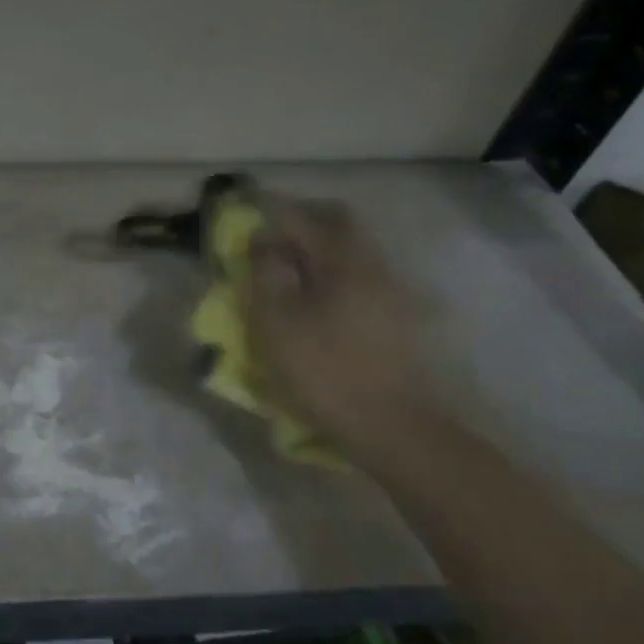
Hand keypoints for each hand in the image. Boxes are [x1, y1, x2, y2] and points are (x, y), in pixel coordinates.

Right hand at [240, 197, 431, 448]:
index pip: (300, 219)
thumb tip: (263, 243)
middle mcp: (373, 264)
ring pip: (351, 252)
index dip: (267, 217)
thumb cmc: (324, 371)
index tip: (244, 227)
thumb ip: (265, 274)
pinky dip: (334, 276)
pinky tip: (320, 302)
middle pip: (337, 225)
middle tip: (269, 242)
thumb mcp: (276, 323)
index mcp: (342, 261)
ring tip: (290, 275)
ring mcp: (392, 290)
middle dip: (300, 226)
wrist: (392, 426)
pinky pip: (361, 277)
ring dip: (319, 252)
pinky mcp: (399, 317)